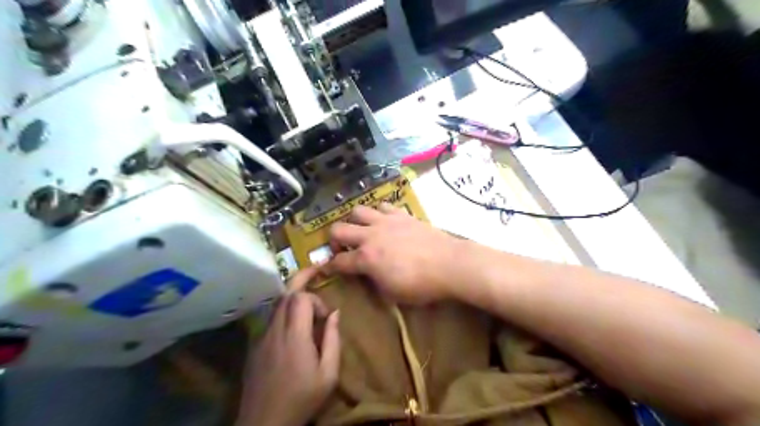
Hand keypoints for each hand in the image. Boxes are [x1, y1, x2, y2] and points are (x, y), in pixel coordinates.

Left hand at [238, 267, 339, 424]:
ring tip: (308, 294)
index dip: (316, 300)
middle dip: (302, 278)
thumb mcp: (328, 374)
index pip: (301, 299)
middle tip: (316, 269)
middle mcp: (275, 330)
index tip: (326, 317)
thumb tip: (335, 313)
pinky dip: (284, 309)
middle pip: (286, 294)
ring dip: (293, 295)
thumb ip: (333, 340)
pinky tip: (293, 320)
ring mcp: (262, 336)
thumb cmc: (301, 399)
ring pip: (277, 303)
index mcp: (295, 336)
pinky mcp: (256, 345)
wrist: (264, 423)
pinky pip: (271, 317)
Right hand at [319, 205, 462, 303]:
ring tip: (363, 230)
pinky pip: (382, 206)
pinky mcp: (401, 214)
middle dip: (334, 240)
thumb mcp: (392, 293)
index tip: (326, 269)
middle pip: (338, 229)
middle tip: (344, 248)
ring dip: (354, 221)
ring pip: (357, 211)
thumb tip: (367, 274)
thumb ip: (374, 281)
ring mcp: (385, 222)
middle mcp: (370, 236)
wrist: (449, 264)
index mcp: (366, 259)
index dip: (328, 267)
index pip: (338, 262)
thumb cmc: (421, 285)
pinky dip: (378, 213)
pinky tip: (384, 222)